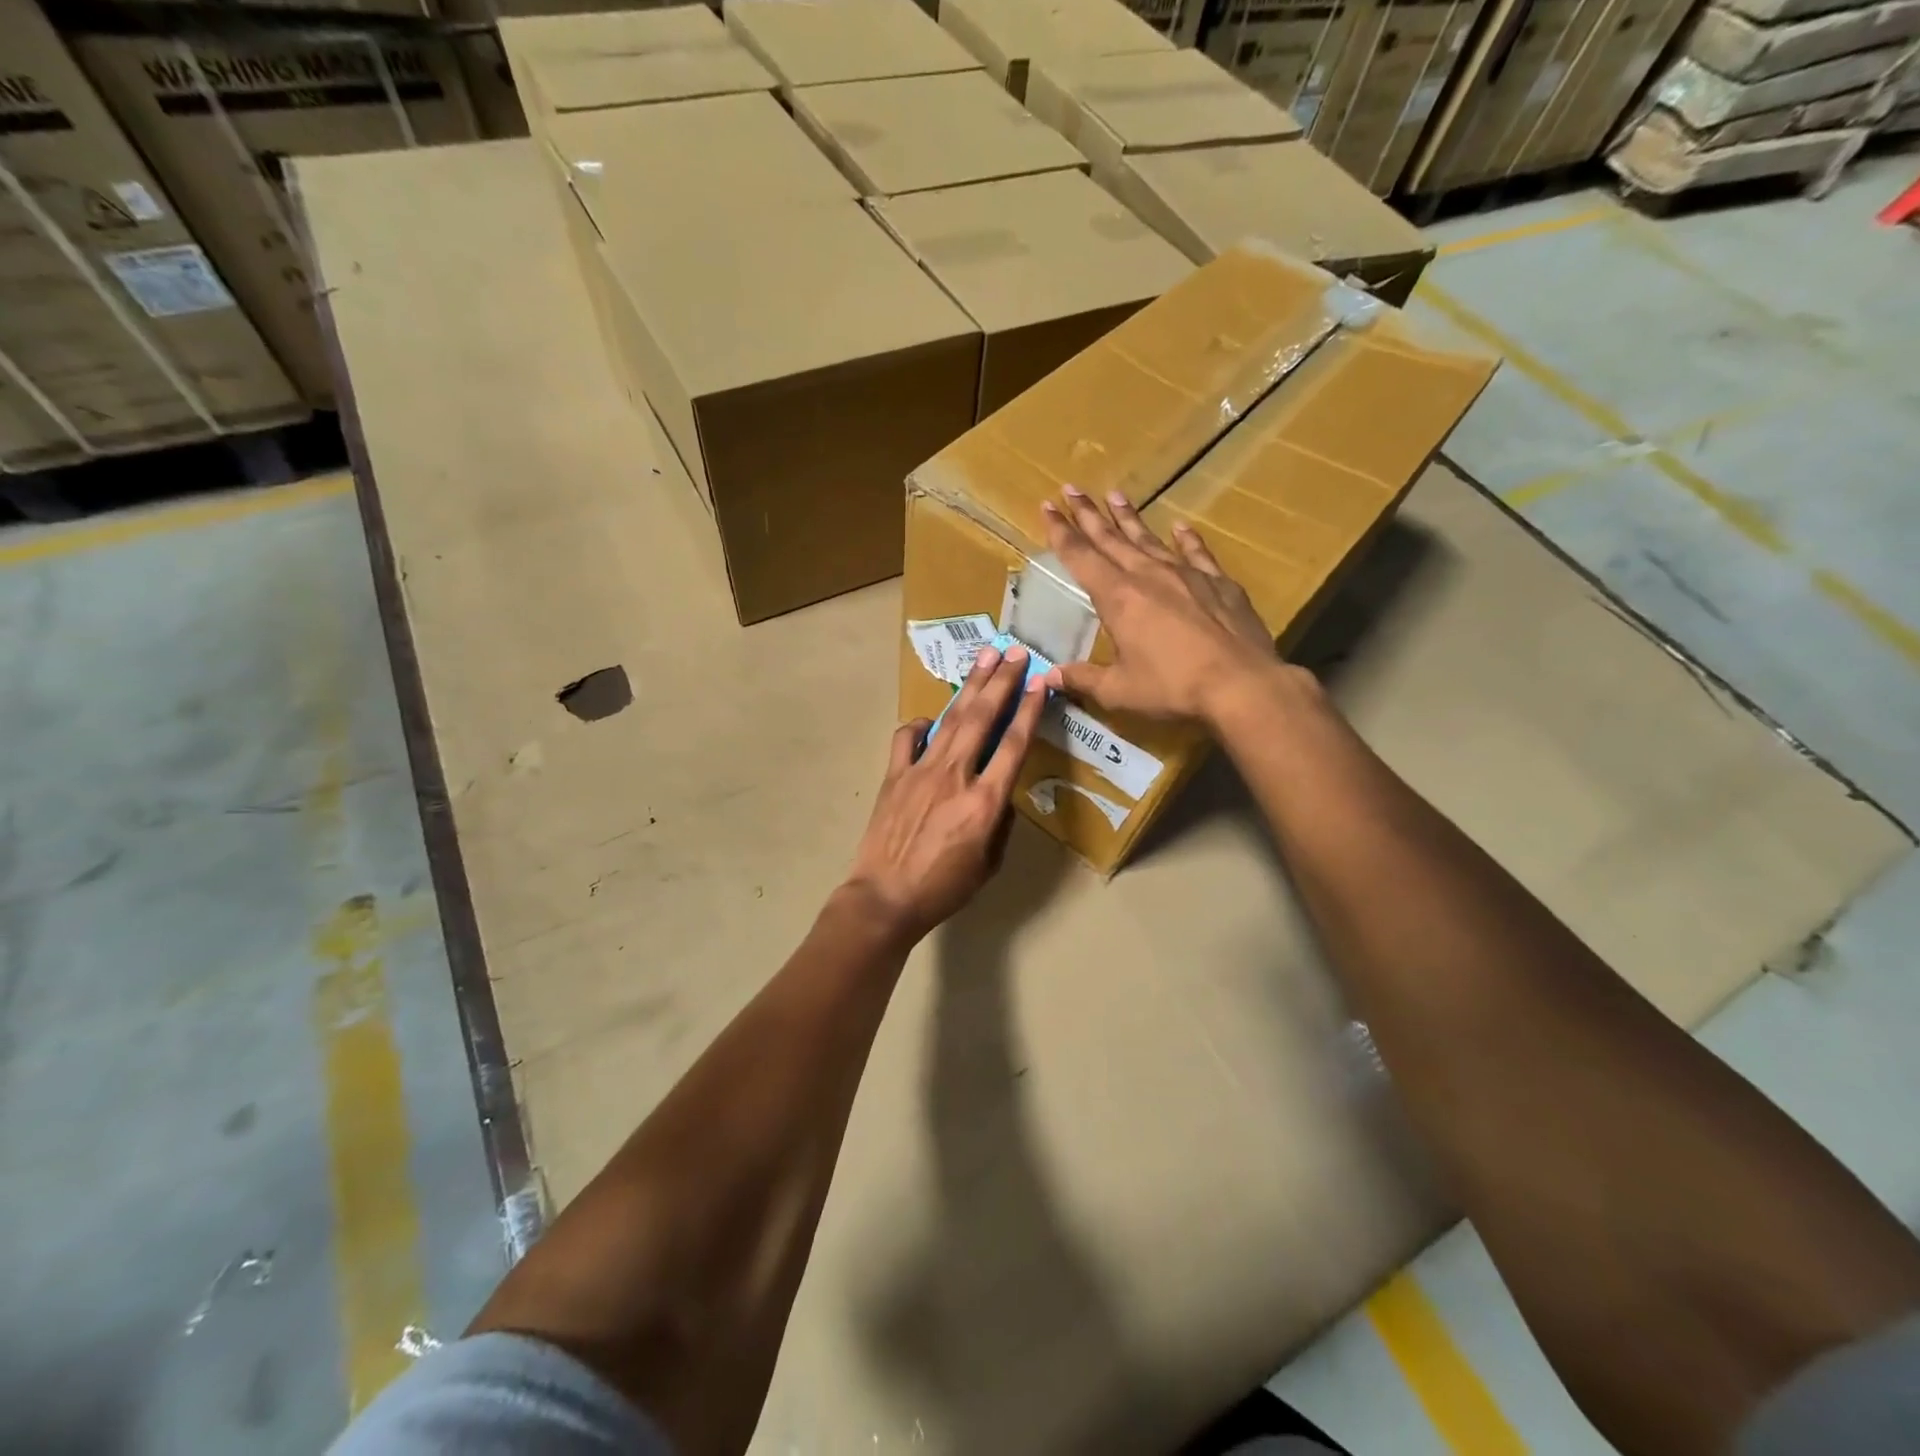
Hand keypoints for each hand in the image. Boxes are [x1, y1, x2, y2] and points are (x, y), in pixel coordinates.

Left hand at [845, 645, 1046, 943]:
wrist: (885, 898)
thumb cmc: (943, 888)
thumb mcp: (989, 863)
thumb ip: (1000, 822)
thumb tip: (999, 793)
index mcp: (985, 801)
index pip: (1014, 744)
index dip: (1029, 709)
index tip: (1041, 681)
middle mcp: (955, 775)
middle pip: (983, 717)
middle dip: (1002, 681)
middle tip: (1016, 652)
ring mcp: (920, 770)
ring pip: (951, 719)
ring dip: (970, 686)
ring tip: (986, 658)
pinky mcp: (894, 775)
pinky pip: (907, 738)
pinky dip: (920, 725)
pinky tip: (931, 720)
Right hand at [1041, 486, 1277, 725]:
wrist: (1243, 685)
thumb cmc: (1173, 688)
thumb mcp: (1119, 691)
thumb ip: (1083, 679)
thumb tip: (1050, 677)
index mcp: (1118, 599)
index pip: (1081, 557)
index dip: (1061, 532)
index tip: (1047, 506)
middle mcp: (1149, 576)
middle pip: (1112, 539)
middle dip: (1088, 514)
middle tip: (1071, 488)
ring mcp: (1187, 575)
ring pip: (1150, 539)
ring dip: (1130, 518)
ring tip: (1115, 495)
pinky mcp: (1220, 584)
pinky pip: (1197, 553)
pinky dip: (1187, 539)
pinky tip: (1180, 527)